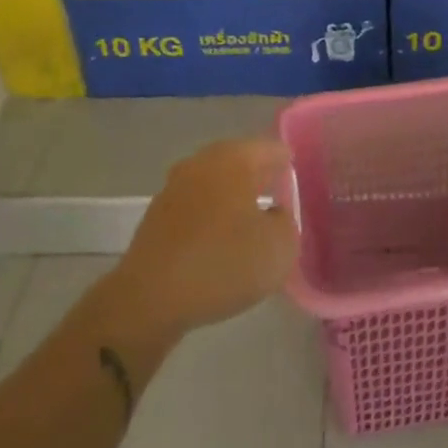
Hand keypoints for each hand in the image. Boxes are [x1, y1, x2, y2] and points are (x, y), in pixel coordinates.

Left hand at [115, 137, 298, 335]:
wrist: (149, 298)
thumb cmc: (222, 264)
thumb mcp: (279, 248)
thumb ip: (286, 222)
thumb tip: (273, 214)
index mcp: (234, 160)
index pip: (271, 149)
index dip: (287, 161)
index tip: (297, 176)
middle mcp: (202, 163)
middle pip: (239, 160)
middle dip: (258, 174)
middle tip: (278, 191)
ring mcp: (175, 187)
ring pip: (214, 182)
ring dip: (232, 195)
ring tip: (251, 217)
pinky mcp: (157, 215)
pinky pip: (196, 205)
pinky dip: (211, 214)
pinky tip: (219, 238)